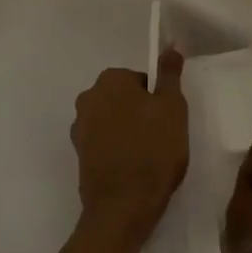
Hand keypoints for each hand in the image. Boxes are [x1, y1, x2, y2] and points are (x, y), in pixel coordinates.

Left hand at [70, 49, 188, 229]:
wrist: (122, 206)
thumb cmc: (153, 150)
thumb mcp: (172, 107)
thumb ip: (169, 74)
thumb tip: (170, 46)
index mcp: (110, 80)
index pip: (141, 80)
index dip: (158, 100)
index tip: (168, 121)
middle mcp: (88, 97)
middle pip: (124, 98)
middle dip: (141, 114)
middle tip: (162, 138)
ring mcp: (79, 127)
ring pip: (113, 120)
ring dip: (128, 131)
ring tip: (148, 156)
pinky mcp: (79, 153)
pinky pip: (104, 142)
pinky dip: (116, 150)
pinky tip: (132, 168)